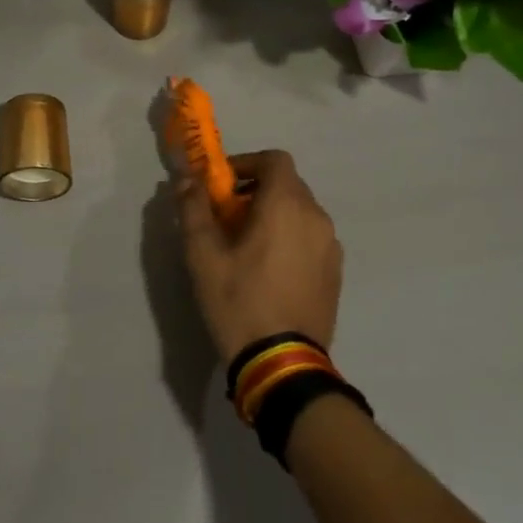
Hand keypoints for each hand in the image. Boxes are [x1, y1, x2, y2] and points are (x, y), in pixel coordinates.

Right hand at [176, 149, 342, 363]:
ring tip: (246, 245)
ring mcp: (330, 246)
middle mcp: (316, 217)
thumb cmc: (239, 301)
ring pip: (301, 211)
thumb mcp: (203, 255)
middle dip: (256, 190)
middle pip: (288, 184)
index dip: (247, 163)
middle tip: (227, 216)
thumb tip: (187, 179)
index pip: (275, 159)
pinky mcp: (335, 272)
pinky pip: (311, 237)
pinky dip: (290, 237)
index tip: (223, 186)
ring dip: (274, 214)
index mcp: (286, 205)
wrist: (282, 363)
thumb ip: (194, 209)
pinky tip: (269, 269)